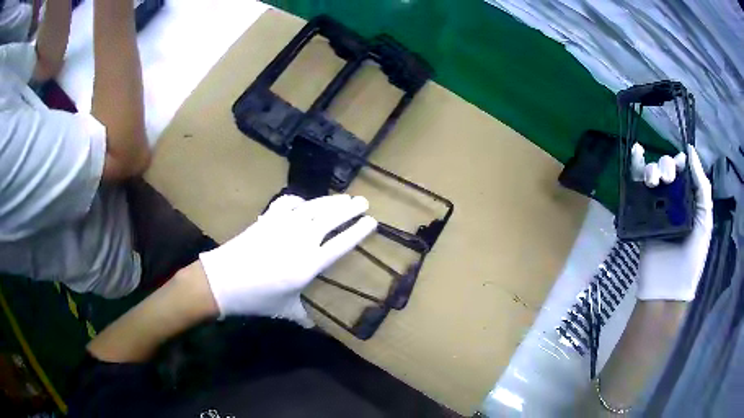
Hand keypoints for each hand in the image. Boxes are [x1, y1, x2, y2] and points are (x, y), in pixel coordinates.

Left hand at [199, 194, 377, 324]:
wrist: (222, 281)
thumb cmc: (255, 298)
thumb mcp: (284, 310)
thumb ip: (304, 317)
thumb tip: (317, 329)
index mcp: (308, 265)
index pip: (340, 244)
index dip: (358, 232)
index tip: (372, 222)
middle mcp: (300, 241)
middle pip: (330, 219)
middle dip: (350, 209)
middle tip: (363, 201)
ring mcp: (283, 226)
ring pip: (313, 208)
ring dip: (330, 201)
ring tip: (344, 197)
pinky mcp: (267, 219)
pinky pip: (287, 203)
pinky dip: (298, 200)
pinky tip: (303, 201)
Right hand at [631, 144, 712, 300]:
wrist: (668, 288)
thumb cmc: (692, 256)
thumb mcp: (705, 221)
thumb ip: (702, 187)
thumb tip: (691, 151)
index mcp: (689, 200)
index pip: (684, 170)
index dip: (681, 162)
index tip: (680, 164)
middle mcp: (673, 200)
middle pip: (667, 169)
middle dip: (667, 166)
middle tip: (668, 180)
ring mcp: (656, 208)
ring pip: (652, 175)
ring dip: (652, 169)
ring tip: (654, 182)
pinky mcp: (641, 216)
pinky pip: (637, 190)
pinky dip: (635, 170)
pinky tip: (635, 155)